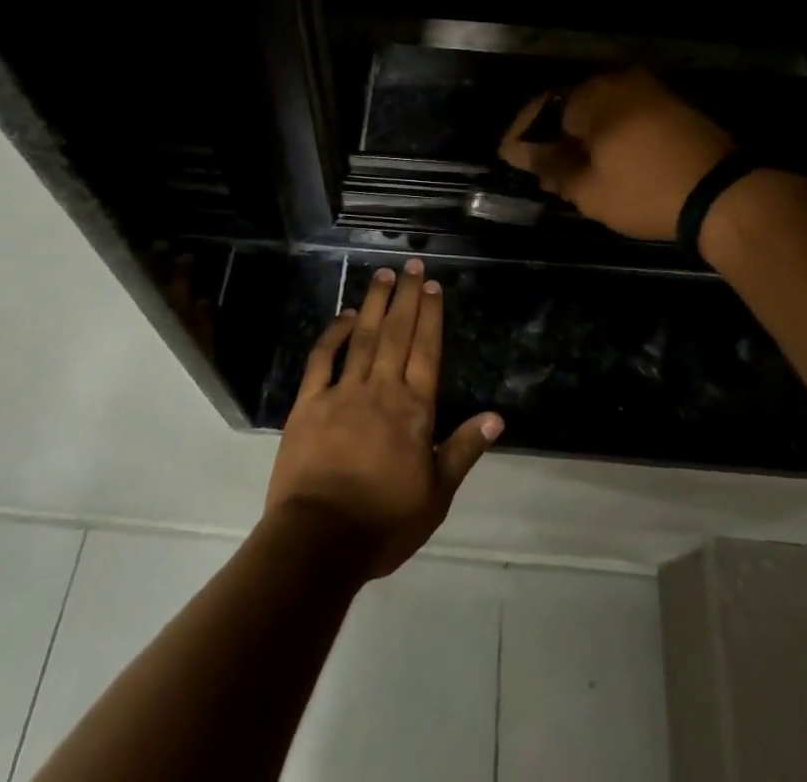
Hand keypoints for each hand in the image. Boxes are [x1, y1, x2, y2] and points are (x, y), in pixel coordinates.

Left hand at [265, 259, 502, 578]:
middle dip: (406, 297)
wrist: (319, 540)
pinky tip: (343, 315)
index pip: (426, 351)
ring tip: (383, 275)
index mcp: (413, 410)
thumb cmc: (384, 522)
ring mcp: (342, 393)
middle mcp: (381, 390)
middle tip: (412, 265)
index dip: (431, 316)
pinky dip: (333, 334)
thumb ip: (463, 450)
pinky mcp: (309, 403)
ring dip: (374, 303)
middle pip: (397, 333)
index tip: (432, 286)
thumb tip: (497, 417)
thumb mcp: (436, 495)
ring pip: (363, 337)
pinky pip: (322, 359)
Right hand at [499, 67, 735, 240]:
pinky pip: (623, 114)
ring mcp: (648, 90)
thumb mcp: (589, 189)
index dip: (521, 135)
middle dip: (550, 136)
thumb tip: (524, 154)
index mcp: (593, 95)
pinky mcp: (669, 105)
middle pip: (569, 106)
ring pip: (598, 110)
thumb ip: (551, 167)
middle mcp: (618, 82)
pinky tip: (601, 159)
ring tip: (567, 168)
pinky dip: (606, 134)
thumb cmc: (646, 191)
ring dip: (579, 136)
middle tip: (536, 166)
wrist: (724, 195)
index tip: (507, 158)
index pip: (541, 109)